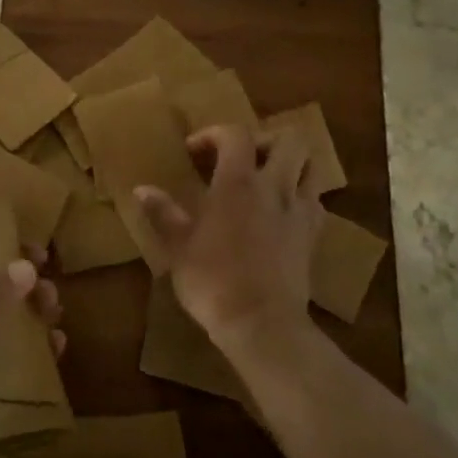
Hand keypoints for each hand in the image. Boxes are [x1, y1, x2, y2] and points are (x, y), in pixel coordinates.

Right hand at [134, 124, 322, 356]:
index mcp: (238, 183)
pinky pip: (316, 202)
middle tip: (242, 158)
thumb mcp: (177, 247)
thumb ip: (162, 213)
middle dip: (265, 140)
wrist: (262, 324)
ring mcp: (300, 211)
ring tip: (268, 178)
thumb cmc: (213, 281)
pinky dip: (302, 197)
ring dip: (291, 164)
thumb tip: (141, 189)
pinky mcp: (314, 236)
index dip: (214, 134)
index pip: (235, 134)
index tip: (194, 151)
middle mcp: (274, 187)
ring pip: (312, 167)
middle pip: (289, 140)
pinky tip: (282, 212)